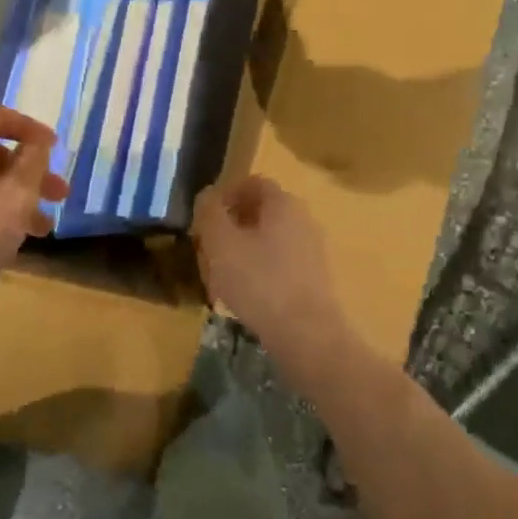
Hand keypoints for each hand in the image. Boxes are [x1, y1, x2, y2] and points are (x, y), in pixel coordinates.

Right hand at [192, 176, 349, 361]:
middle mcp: (303, 220)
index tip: (204, 218)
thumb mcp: (221, 243)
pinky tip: (242, 297)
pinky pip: (279, 265)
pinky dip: (258, 272)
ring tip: (219, 277)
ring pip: (268, 240)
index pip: (252, 183)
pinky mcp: (313, 279)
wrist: (306, 335)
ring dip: (242, 251)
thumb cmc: (259, 281)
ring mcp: (311, 251)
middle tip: (207, 248)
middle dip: (231, 226)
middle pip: (260, 212)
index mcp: (283, 203)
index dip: (225, 195)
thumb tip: (207, 195)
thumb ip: (209, 213)